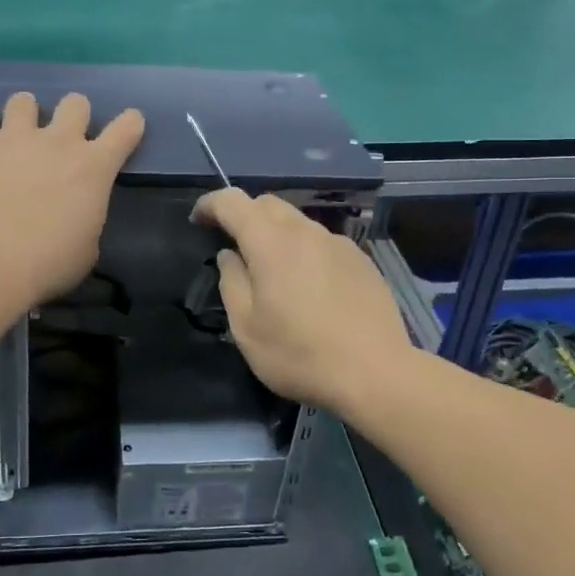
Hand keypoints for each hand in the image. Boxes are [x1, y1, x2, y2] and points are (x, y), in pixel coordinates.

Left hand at [0, 91, 144, 306]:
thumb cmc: (48, 264)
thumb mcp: (86, 249)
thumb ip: (85, 221)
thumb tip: (74, 218)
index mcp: (93, 168)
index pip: (125, 129)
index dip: (130, 124)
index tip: (128, 127)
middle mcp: (58, 142)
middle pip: (75, 103)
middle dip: (73, 115)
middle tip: (61, 140)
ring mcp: (14, 138)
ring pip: (23, 101)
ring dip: (24, 115)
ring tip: (14, 136)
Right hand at [193, 188, 410, 413]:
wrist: (376, 373)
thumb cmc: (300, 354)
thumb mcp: (246, 328)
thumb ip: (232, 282)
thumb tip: (230, 256)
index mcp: (271, 243)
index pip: (233, 202)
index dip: (211, 204)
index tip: (198, 220)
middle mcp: (306, 232)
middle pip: (268, 204)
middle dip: (244, 215)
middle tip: (232, 244)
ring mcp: (338, 244)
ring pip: (298, 223)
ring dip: (276, 234)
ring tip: (272, 271)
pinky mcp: (361, 260)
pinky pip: (323, 243)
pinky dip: (304, 251)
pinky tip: (309, 286)